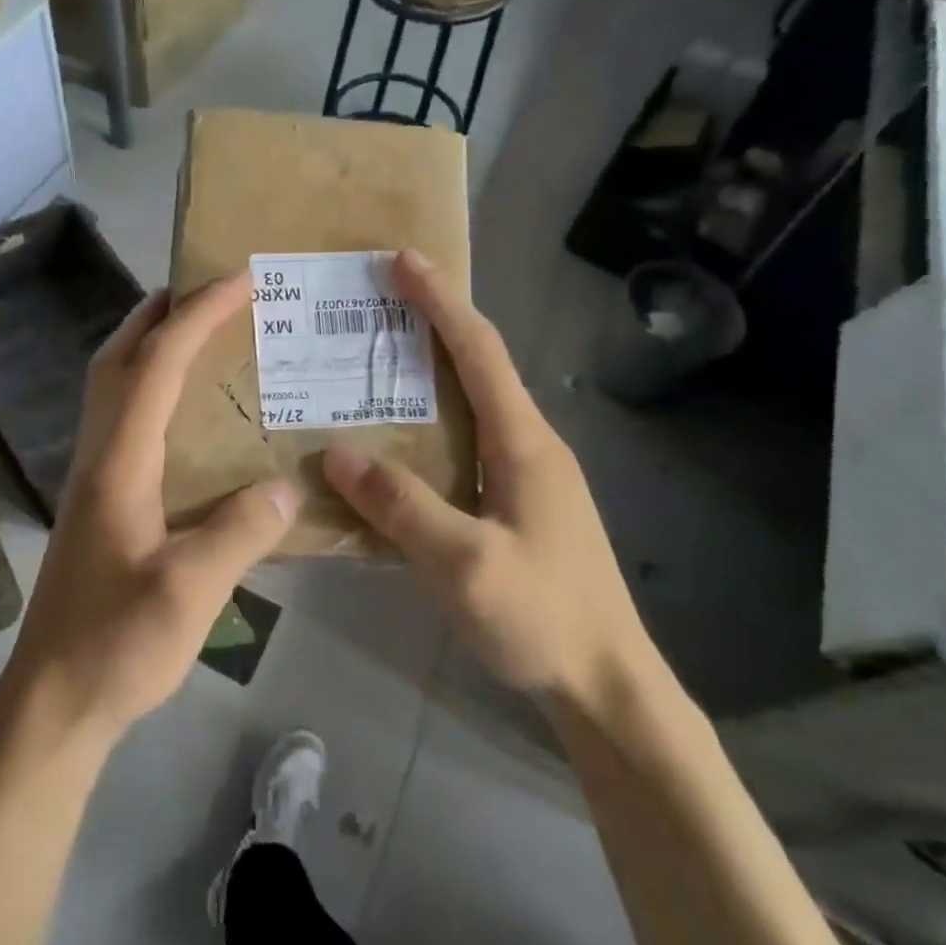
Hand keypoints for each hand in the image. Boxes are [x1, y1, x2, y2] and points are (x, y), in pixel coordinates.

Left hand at [0, 271, 298, 751]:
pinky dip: (151, 389)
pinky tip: (187, 414)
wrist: (51, 701)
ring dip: (150, 345)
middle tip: (209, 290)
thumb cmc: (115, 646)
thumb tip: (287, 485)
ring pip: (113, 386)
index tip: (240, 279)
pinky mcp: (99, 501)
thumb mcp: (189, 592)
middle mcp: (99, 456)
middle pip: (118, 359)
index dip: (197, 315)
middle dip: (161, 312)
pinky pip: (124, 420)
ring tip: (202, 333)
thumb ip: (239, 532)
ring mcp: (93, 478)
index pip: (156, 366)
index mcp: (119, 463)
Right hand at [323, 251, 653, 711]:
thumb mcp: (463, 564)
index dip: (440, 301)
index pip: (479, 351)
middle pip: (479, 364)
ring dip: (431, 369)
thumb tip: (337, 452)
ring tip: (377, 357)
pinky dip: (433, 417)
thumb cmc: (542, 618)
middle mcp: (530, 444)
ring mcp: (528, 474)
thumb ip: (401, 505)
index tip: (402, 259)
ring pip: (474, 402)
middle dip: (433, 322)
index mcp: (524, 442)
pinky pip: (468, 439)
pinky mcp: (519, 501)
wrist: (608, 684)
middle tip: (377, 301)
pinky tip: (400, 436)